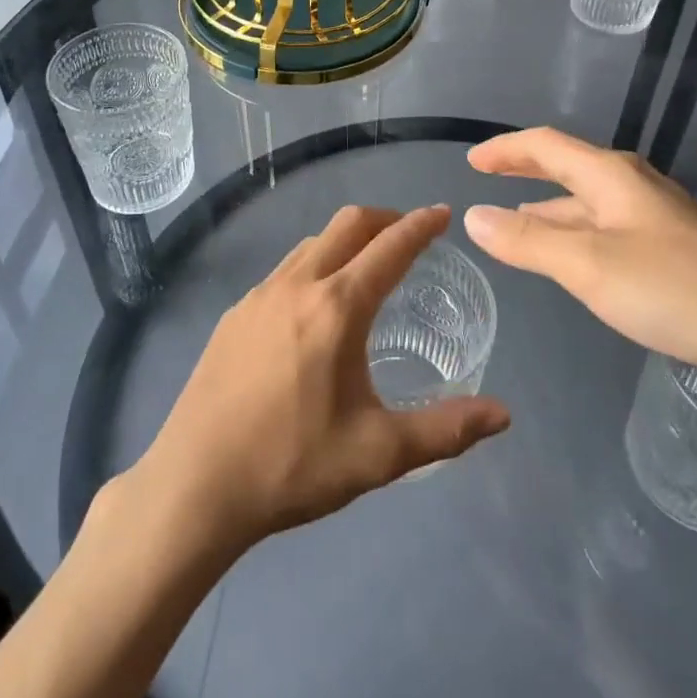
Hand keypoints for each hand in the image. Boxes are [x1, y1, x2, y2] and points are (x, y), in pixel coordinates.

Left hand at [133, 205, 510, 556]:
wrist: (194, 485)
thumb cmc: (292, 466)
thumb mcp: (378, 454)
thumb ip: (445, 429)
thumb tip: (502, 414)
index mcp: (337, 307)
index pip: (390, 247)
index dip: (421, 225)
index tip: (442, 212)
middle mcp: (298, 285)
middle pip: (348, 224)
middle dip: (385, 218)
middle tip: (409, 234)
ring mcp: (259, 295)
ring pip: (312, 243)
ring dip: (346, 241)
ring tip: (365, 267)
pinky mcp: (234, 314)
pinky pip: (284, 270)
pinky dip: (313, 266)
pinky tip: (313, 308)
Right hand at [464, 127, 696, 406]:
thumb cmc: (674, 289)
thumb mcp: (587, 264)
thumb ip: (527, 241)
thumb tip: (473, 215)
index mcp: (612, 176)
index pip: (546, 146)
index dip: (506, 149)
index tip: (472, 161)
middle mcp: (635, 188)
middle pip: (569, 169)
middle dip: (526, 172)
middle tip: (489, 180)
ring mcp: (659, 221)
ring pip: (590, 205)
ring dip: (550, 209)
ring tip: (517, 223)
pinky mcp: (676, 254)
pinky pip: (609, 232)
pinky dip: (577, 236)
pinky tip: (574, 260)